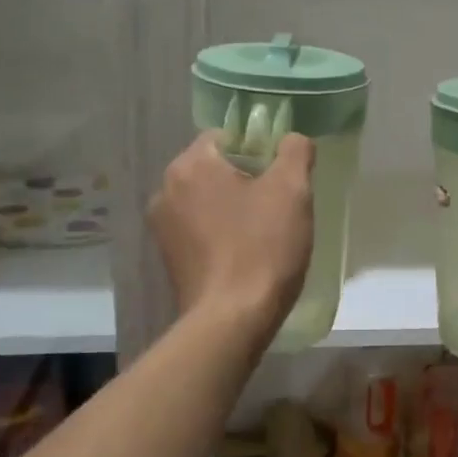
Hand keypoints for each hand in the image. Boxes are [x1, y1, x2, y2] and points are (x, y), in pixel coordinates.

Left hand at [150, 133, 314, 332]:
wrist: (232, 320)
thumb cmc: (262, 248)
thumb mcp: (292, 190)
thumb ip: (295, 151)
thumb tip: (292, 140)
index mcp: (190, 165)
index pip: (226, 136)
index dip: (258, 149)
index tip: (280, 176)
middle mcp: (165, 190)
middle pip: (214, 168)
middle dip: (245, 179)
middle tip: (277, 205)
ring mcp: (162, 227)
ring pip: (206, 200)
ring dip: (232, 207)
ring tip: (262, 233)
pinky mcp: (167, 259)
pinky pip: (199, 230)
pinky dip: (219, 233)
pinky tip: (243, 254)